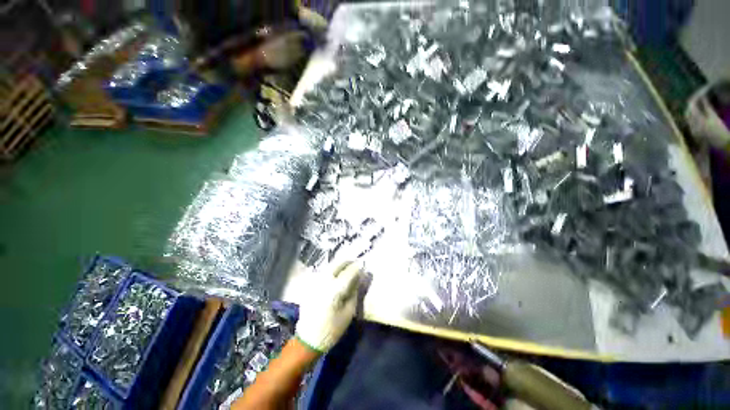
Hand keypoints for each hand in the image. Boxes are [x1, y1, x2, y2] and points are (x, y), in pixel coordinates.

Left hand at [295, 260, 363, 352]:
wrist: (308, 339)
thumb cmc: (332, 329)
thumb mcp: (349, 312)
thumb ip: (354, 293)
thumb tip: (358, 279)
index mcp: (335, 290)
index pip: (349, 272)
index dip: (357, 267)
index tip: (363, 264)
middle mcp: (324, 282)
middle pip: (336, 264)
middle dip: (347, 261)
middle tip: (354, 262)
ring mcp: (315, 283)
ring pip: (328, 267)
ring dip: (338, 264)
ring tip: (346, 266)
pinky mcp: (310, 286)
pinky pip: (323, 273)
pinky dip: (331, 270)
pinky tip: (335, 274)